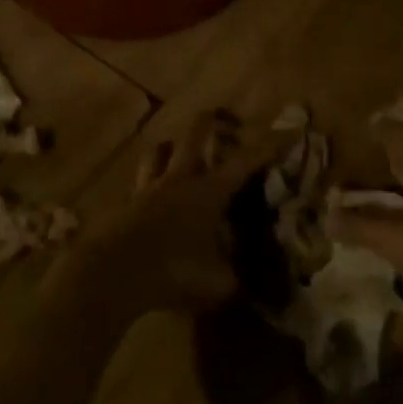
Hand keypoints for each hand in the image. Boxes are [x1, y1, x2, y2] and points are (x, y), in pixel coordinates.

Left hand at [75, 109, 281, 315]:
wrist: (113, 272)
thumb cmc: (173, 270)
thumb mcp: (216, 283)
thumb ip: (232, 276)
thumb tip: (242, 276)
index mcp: (209, 191)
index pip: (246, 161)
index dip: (270, 145)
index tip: (289, 129)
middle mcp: (181, 179)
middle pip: (196, 134)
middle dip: (212, 121)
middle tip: (224, 120)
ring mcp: (149, 187)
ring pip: (160, 151)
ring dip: (172, 147)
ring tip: (179, 151)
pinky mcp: (126, 203)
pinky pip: (141, 182)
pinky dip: (150, 183)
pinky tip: (152, 197)